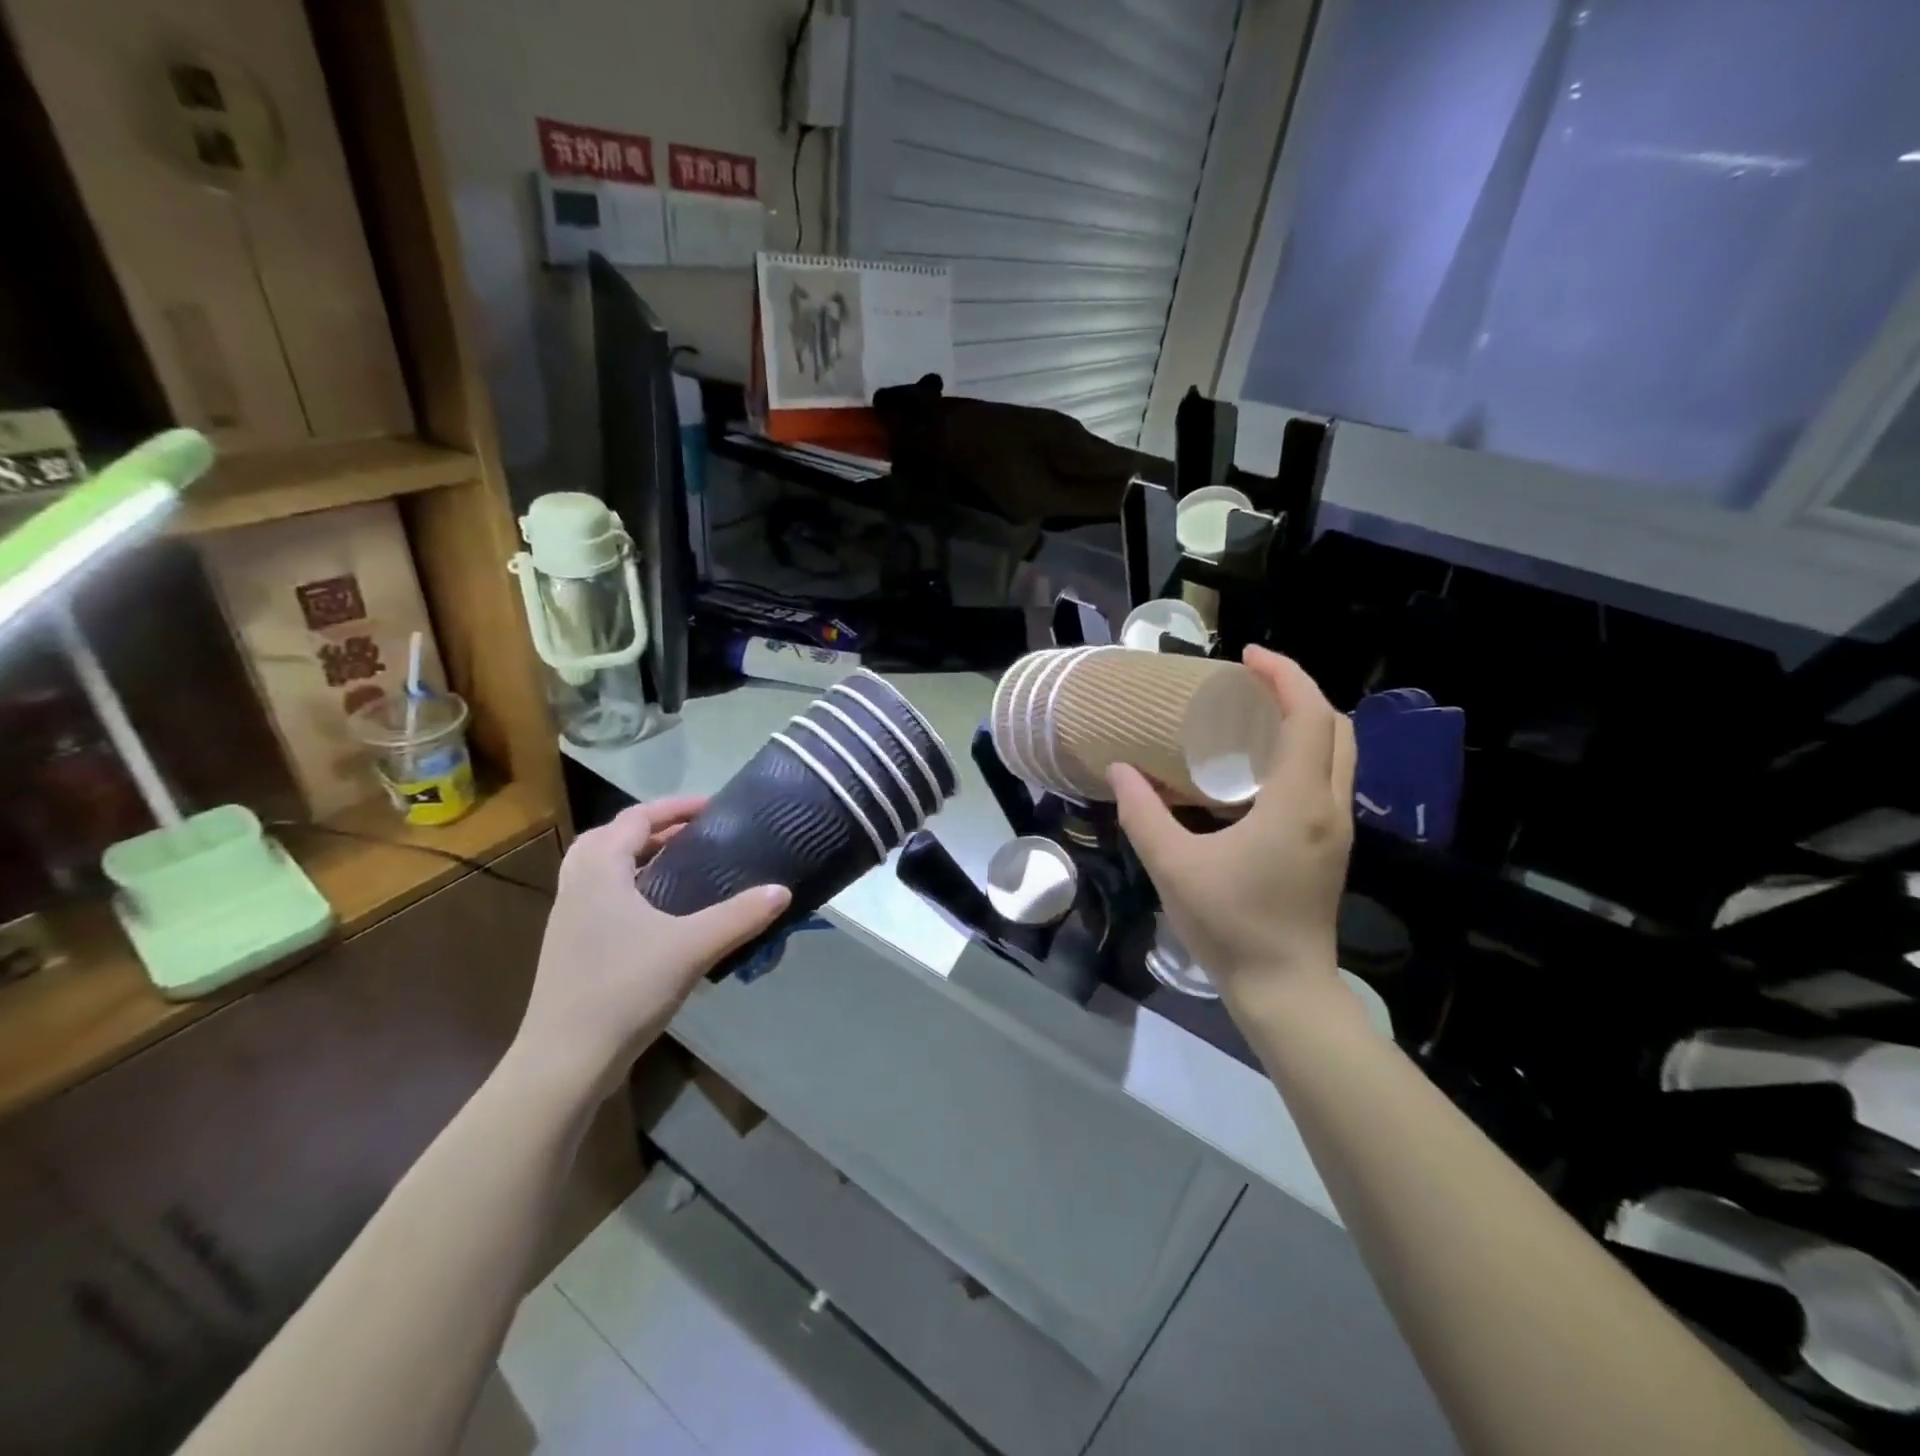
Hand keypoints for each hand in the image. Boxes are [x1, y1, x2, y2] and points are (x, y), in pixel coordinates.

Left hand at [512, 799, 790, 1098]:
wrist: (564, 1061)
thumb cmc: (624, 990)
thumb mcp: (692, 948)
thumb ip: (739, 917)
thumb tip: (783, 891)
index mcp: (599, 870)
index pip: (636, 818)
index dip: (675, 807)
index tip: (713, 807)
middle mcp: (578, 884)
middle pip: (612, 837)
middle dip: (654, 828)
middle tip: (695, 835)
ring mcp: (568, 917)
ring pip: (602, 867)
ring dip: (639, 857)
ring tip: (680, 866)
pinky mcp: (571, 946)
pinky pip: (601, 895)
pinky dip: (630, 886)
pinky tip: (660, 913)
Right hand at [1111, 647, 1354, 1012]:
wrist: (1285, 989)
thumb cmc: (1232, 925)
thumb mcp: (1173, 866)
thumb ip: (1143, 813)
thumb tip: (1119, 769)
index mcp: (1298, 802)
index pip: (1308, 716)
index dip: (1284, 675)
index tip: (1245, 656)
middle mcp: (1330, 806)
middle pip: (1337, 726)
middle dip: (1299, 690)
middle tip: (1251, 679)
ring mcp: (1337, 828)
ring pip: (1340, 753)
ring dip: (1306, 720)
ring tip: (1255, 713)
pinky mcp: (1331, 846)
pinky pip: (1330, 778)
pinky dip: (1305, 751)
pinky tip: (1261, 767)